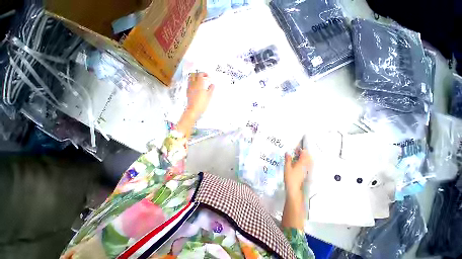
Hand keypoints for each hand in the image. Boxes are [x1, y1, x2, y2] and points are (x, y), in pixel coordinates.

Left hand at [177, 72, 214, 137]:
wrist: (193, 110)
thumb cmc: (202, 103)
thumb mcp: (209, 96)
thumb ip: (211, 89)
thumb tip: (213, 84)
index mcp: (199, 83)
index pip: (200, 74)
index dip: (204, 73)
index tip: (207, 76)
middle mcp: (193, 84)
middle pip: (193, 74)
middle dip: (198, 74)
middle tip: (203, 77)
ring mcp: (189, 87)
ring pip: (190, 78)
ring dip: (194, 77)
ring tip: (199, 81)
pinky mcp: (187, 91)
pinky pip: (189, 83)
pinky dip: (192, 82)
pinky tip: (196, 87)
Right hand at [284, 149, 310, 196]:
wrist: (293, 188)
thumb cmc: (290, 177)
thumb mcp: (287, 167)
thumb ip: (288, 159)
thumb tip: (287, 153)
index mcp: (301, 164)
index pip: (304, 155)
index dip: (302, 150)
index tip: (298, 148)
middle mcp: (305, 166)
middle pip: (308, 158)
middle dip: (305, 153)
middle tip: (299, 152)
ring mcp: (306, 170)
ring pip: (309, 162)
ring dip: (306, 158)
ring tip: (301, 156)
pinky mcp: (305, 173)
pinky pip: (308, 166)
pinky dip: (306, 162)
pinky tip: (301, 163)